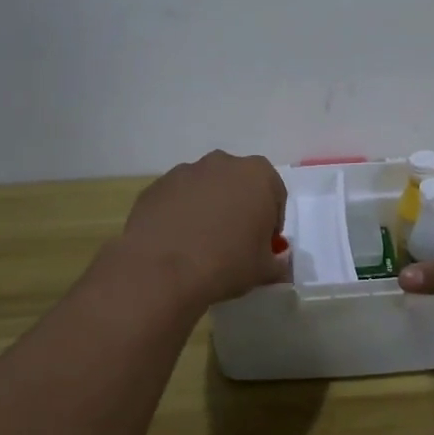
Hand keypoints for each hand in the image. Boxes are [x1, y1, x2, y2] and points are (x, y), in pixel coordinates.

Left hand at [116, 150, 288, 310]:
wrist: (162, 271)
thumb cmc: (227, 263)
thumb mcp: (265, 270)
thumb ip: (278, 262)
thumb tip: (277, 263)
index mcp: (258, 175)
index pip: (275, 195)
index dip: (271, 222)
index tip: (262, 246)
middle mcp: (222, 163)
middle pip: (239, 184)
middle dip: (240, 208)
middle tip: (234, 242)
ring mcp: (185, 171)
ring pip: (206, 189)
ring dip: (209, 208)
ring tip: (201, 244)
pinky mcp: (156, 186)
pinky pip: (177, 199)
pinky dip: (181, 214)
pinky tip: (177, 243)